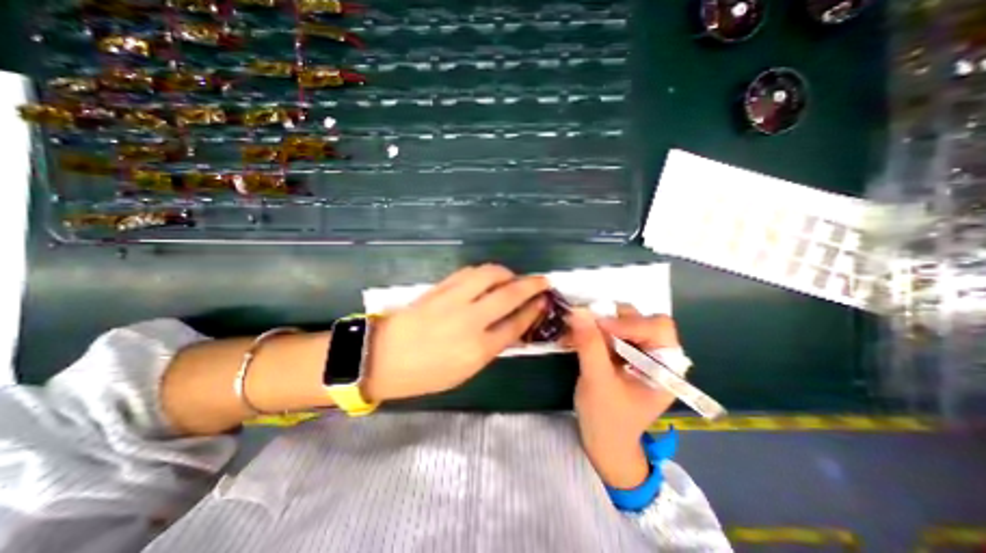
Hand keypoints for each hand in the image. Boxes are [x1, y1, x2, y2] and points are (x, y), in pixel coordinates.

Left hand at [360, 263, 550, 401]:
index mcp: (478, 350)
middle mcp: (470, 321)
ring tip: (512, 278)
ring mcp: (453, 301)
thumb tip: (510, 327)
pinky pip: (468, 272)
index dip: (533, 310)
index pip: (515, 324)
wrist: (382, 357)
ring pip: (489, 275)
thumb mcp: (465, 371)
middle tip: (542, 280)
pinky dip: (484, 272)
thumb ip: (490, 347)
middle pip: (509, 295)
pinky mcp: (439, 288)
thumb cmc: (425, 374)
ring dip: (507, 273)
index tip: (543, 301)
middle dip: (531, 285)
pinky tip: (488, 276)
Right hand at [566, 304, 681, 489]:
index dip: (628, 323)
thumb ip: (589, 345)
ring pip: (624, 322)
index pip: (657, 328)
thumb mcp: (597, 382)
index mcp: (666, 368)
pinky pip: (611, 331)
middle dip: (614, 320)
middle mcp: (657, 356)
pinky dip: (594, 330)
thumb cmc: (607, 419)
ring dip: (601, 322)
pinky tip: (577, 336)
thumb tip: (577, 311)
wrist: (603, 443)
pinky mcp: (623, 354)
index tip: (597, 325)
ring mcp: (640, 354)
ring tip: (579, 331)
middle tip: (589, 326)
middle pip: (642, 320)